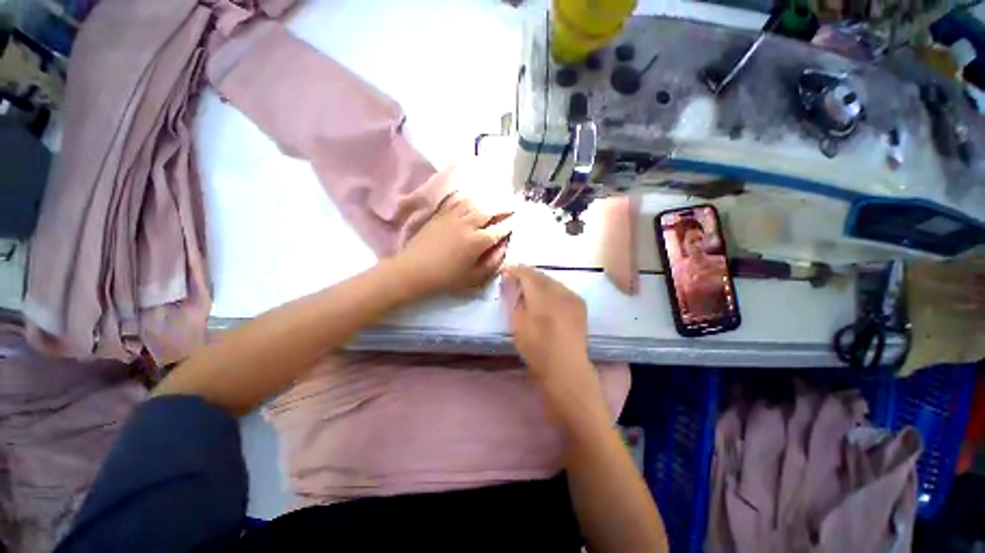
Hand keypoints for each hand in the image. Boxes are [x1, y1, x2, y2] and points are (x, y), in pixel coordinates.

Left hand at [392, 194, 511, 297]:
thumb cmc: (446, 278)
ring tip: (496, 198)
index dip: (511, 223)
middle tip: (512, 205)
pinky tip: (472, 196)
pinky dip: (468, 197)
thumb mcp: (473, 278)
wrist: (414, 270)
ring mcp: (453, 217)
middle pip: (490, 210)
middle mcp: (468, 224)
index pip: (500, 228)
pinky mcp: (441, 214)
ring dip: (488, 200)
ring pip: (475, 202)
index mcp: (478, 242)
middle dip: (504, 207)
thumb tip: (503, 248)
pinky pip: (457, 200)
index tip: (518, 219)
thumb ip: (492, 263)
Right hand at [504, 266, 600, 401]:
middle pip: (540, 275)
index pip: (527, 273)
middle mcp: (559, 291)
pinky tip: (547, 299)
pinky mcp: (580, 303)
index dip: (515, 270)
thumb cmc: (536, 348)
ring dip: (540, 281)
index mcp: (541, 296)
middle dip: (527, 275)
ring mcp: (572, 296)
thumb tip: (512, 284)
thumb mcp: (517, 324)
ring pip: (552, 280)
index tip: (506, 272)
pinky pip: (562, 289)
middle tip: (516, 280)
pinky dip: (552, 289)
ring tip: (531, 289)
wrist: (566, 367)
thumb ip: (514, 300)